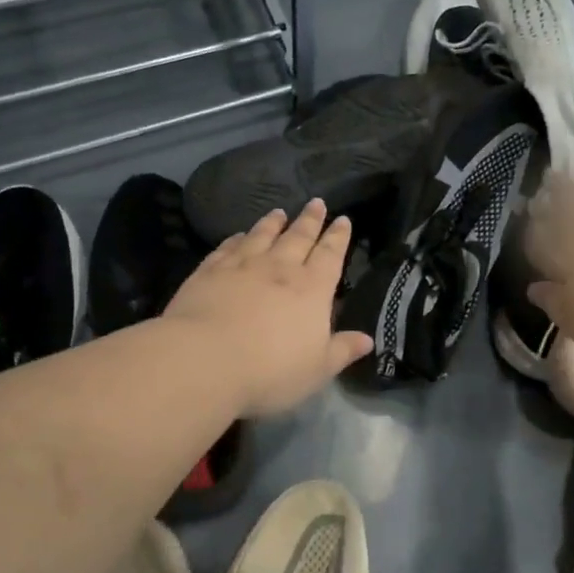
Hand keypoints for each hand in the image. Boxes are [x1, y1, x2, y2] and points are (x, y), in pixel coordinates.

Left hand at [163, 200, 374, 416]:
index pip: (331, 255)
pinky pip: (228, 247)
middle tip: (316, 202)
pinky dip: (237, 238)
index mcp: (312, 289)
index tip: (343, 220)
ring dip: (273, 223)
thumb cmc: (271, 370)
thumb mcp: (317, 369)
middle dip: (310, 220)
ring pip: (262, 236)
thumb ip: (342, 350)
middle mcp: (280, 269)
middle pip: (299, 237)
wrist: (205, 360)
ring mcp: (242, 266)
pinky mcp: (210, 271)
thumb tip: (368, 339)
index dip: (338, 237)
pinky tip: (239, 235)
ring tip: (279, 212)